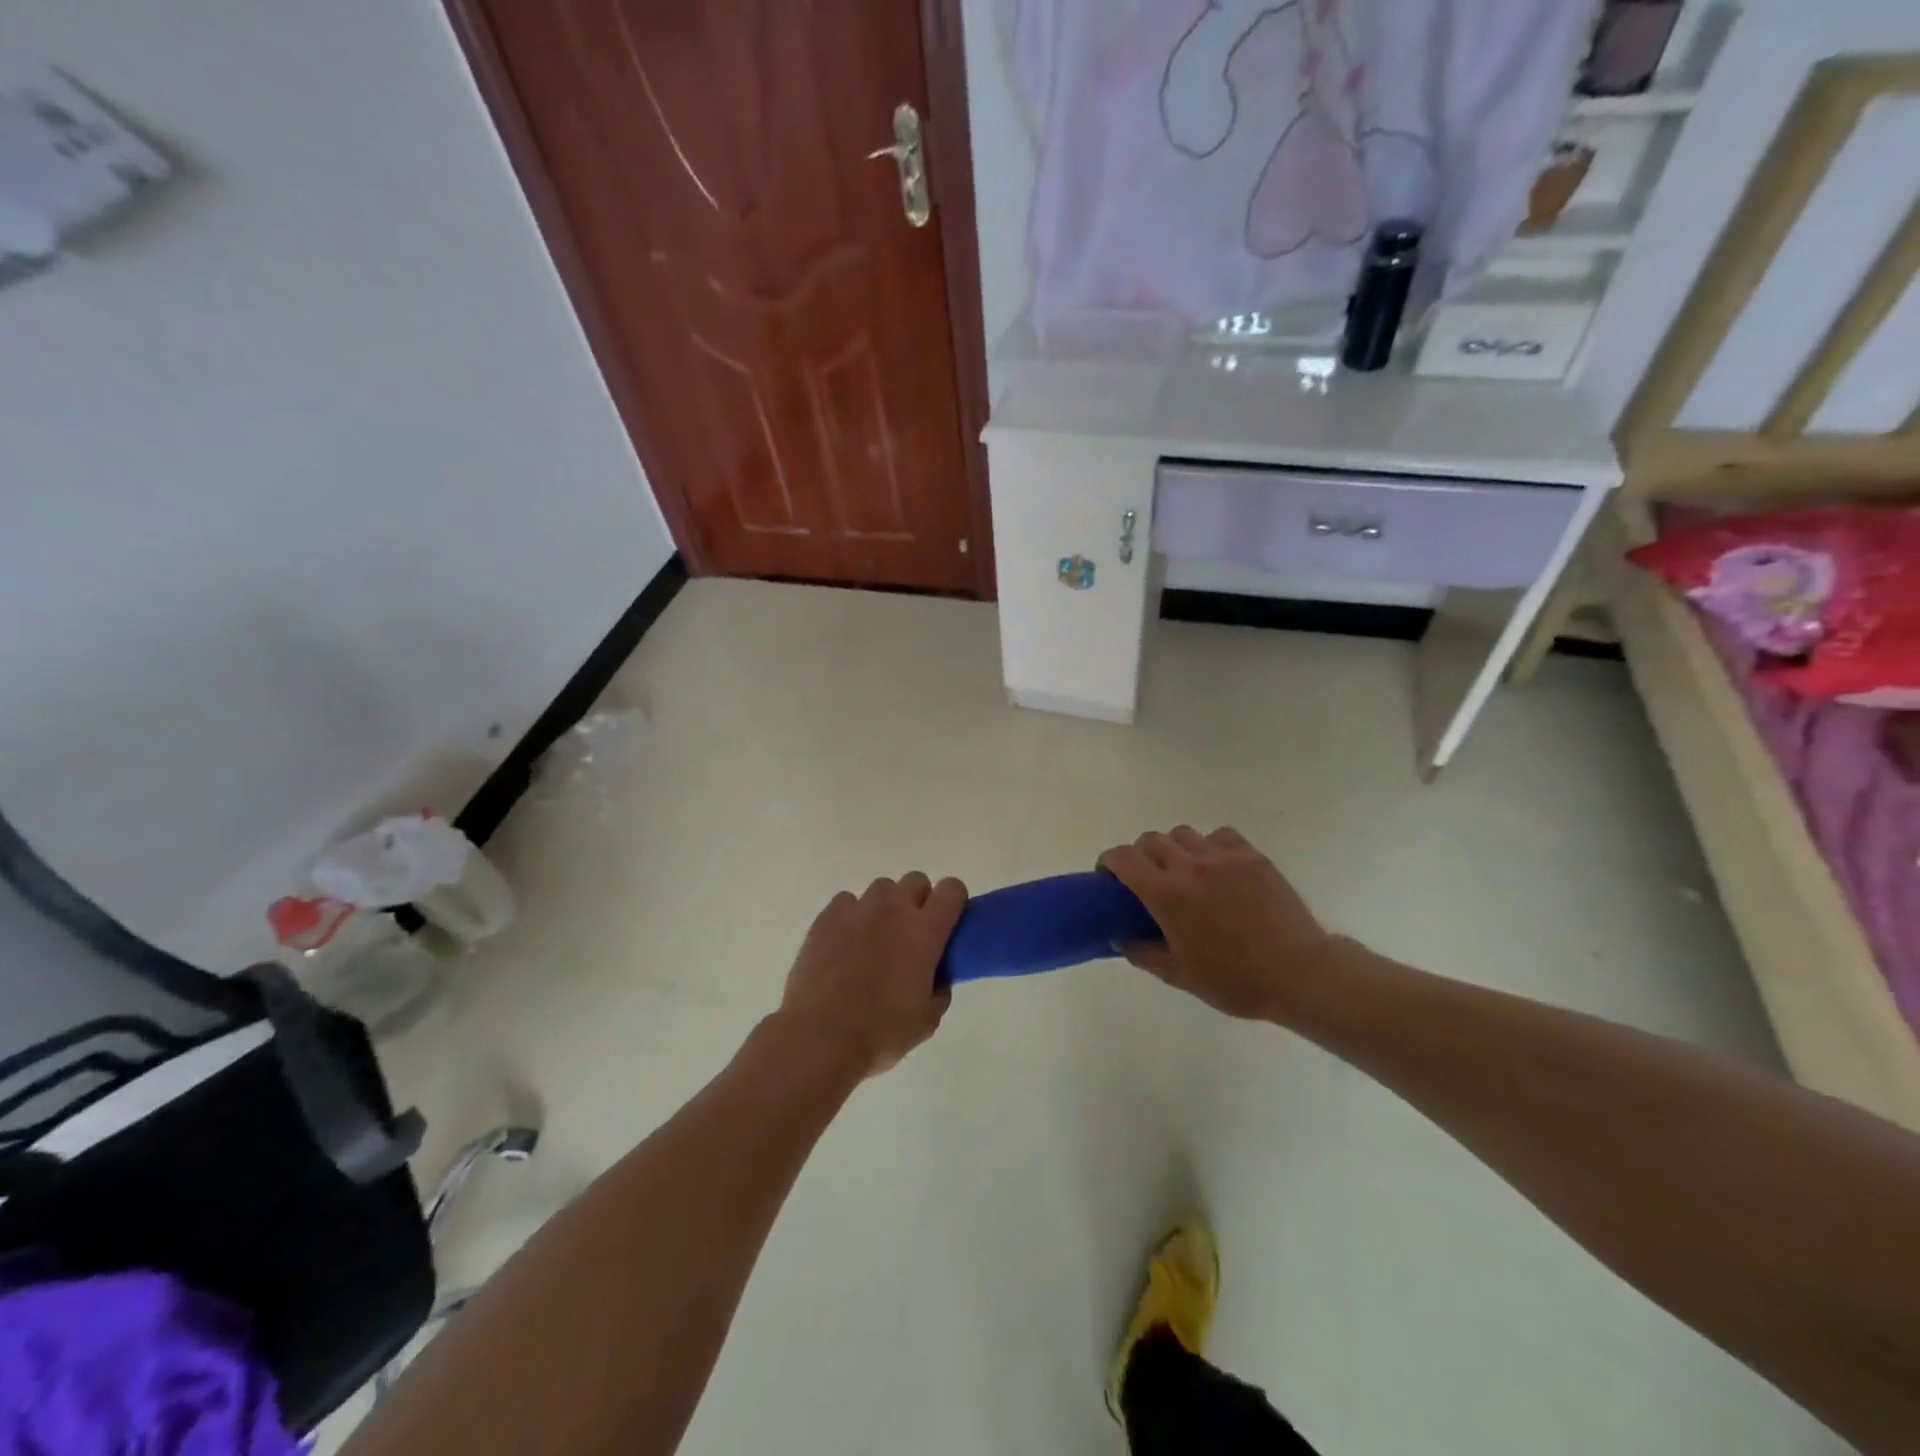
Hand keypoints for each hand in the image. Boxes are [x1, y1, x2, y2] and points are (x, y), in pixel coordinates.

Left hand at [777, 872, 965, 1077]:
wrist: (820, 1037)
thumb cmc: (881, 1031)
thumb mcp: (928, 1019)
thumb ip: (939, 988)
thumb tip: (936, 976)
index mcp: (925, 930)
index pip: (952, 889)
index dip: (953, 901)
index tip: (947, 923)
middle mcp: (894, 908)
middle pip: (916, 881)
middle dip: (918, 901)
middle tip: (910, 935)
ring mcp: (858, 909)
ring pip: (881, 889)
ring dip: (885, 907)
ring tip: (874, 940)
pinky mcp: (826, 917)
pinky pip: (847, 902)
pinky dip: (852, 916)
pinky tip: (844, 944)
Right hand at [1097, 826, 1336, 1020]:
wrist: (1299, 973)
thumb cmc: (1234, 980)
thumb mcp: (1179, 975)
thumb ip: (1142, 953)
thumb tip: (1118, 938)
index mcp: (1166, 894)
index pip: (1123, 858)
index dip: (1109, 862)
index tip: (1109, 876)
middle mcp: (1190, 866)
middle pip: (1150, 840)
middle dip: (1140, 855)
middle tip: (1146, 879)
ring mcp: (1223, 857)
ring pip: (1183, 834)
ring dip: (1174, 849)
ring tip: (1183, 872)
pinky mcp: (1251, 856)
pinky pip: (1218, 836)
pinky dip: (1209, 846)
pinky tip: (1217, 867)